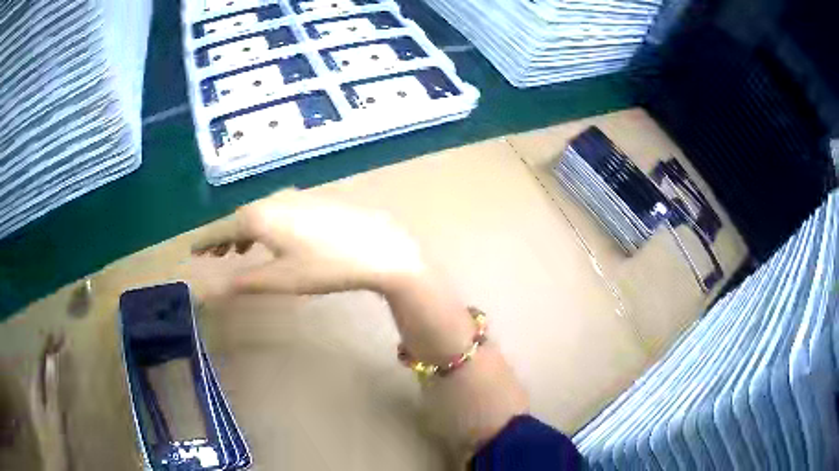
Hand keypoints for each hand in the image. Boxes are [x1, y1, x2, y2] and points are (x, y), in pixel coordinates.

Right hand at [192, 190, 426, 294]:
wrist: (379, 247)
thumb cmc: (325, 266)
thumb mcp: (280, 279)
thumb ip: (243, 283)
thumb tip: (208, 292)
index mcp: (258, 217)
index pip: (221, 229)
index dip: (205, 241)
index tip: (192, 249)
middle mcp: (273, 200)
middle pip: (238, 219)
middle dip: (223, 237)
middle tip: (211, 254)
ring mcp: (295, 197)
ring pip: (259, 214)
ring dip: (243, 232)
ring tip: (236, 250)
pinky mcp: (313, 200)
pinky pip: (277, 211)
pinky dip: (265, 226)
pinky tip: (272, 238)